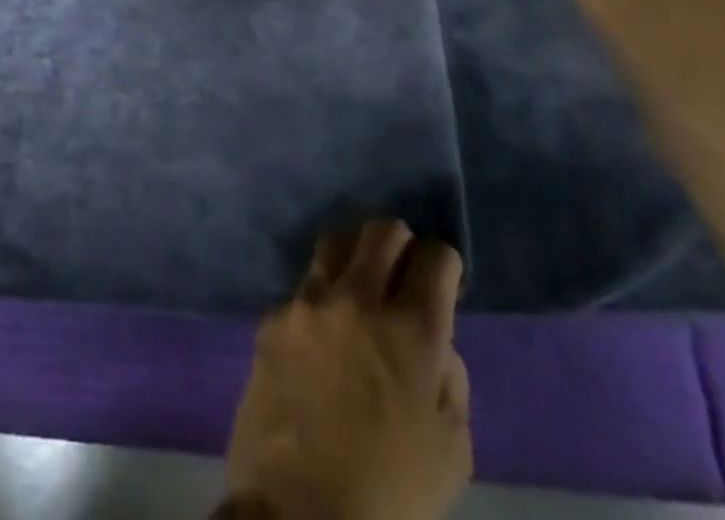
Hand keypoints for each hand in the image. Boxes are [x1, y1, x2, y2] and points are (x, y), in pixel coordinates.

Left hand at [223, 220, 471, 519]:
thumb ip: (450, 382)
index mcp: (412, 331)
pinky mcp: (272, 318)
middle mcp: (358, 299)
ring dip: (355, 257)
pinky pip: (301, 291)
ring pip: (335, 244)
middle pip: (381, 230)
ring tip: (359, 288)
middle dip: (400, 243)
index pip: (435, 256)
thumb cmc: (389, 499)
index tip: (443, 281)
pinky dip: (319, 303)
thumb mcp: (451, 453)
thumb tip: (435, 344)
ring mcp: (308, 304)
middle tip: (403, 274)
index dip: (445, 264)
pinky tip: (321, 338)